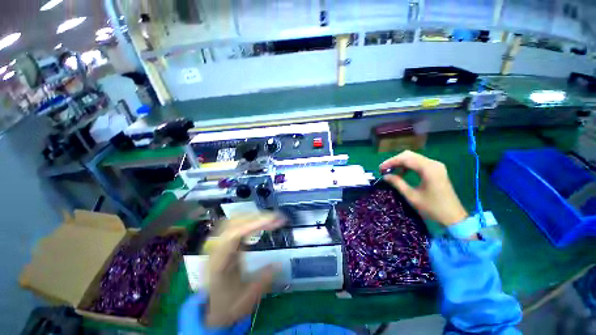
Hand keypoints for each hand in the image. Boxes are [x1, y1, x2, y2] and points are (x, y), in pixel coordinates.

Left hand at [205, 213, 284, 326]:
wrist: (209, 308)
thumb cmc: (226, 305)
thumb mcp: (246, 300)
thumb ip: (262, 282)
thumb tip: (279, 263)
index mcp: (219, 263)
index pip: (234, 235)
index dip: (255, 224)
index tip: (274, 221)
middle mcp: (215, 249)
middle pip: (234, 222)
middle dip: (258, 217)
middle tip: (277, 218)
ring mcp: (217, 243)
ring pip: (234, 219)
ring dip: (254, 216)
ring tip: (271, 218)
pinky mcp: (222, 241)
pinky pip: (235, 223)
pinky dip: (249, 219)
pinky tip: (259, 221)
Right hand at [380, 150, 467, 225]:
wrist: (454, 218)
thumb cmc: (432, 208)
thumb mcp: (412, 196)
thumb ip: (397, 183)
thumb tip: (385, 176)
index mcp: (428, 169)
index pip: (405, 159)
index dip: (390, 162)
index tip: (380, 169)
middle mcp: (433, 163)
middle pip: (409, 155)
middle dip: (394, 161)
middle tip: (384, 170)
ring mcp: (436, 166)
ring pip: (413, 158)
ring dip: (400, 163)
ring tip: (391, 172)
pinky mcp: (437, 170)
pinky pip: (419, 163)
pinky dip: (408, 166)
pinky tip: (402, 173)